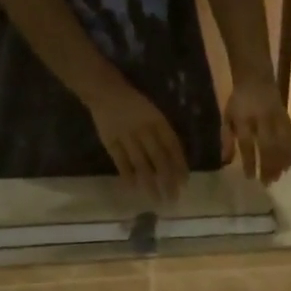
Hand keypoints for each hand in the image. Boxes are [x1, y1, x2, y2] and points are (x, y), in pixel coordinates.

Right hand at [87, 82, 188, 200]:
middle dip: (168, 180)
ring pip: (141, 164)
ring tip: (156, 199)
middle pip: (159, 159)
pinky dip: (128, 175)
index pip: (173, 147)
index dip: (179, 165)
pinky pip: (120, 162)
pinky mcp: (110, 141)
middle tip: (173, 198)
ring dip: (150, 183)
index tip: (184, 183)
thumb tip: (177, 159)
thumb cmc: (135, 104)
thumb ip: (164, 134)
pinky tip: (134, 188)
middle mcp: (144, 130)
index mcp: (158, 121)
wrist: (106, 91)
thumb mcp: (155, 114)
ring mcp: (126, 136)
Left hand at [220, 79, 290, 183]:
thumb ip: (226, 139)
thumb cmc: (239, 101)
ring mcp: (277, 118)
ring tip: (278, 177)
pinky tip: (289, 165)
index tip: (250, 178)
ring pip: (282, 143)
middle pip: (268, 146)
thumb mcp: (227, 117)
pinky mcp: (287, 118)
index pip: (247, 144)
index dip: (249, 162)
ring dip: (281, 162)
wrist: (257, 79)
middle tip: (267, 183)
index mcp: (244, 119)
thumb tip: (226, 162)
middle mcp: (262, 119)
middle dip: (268, 166)